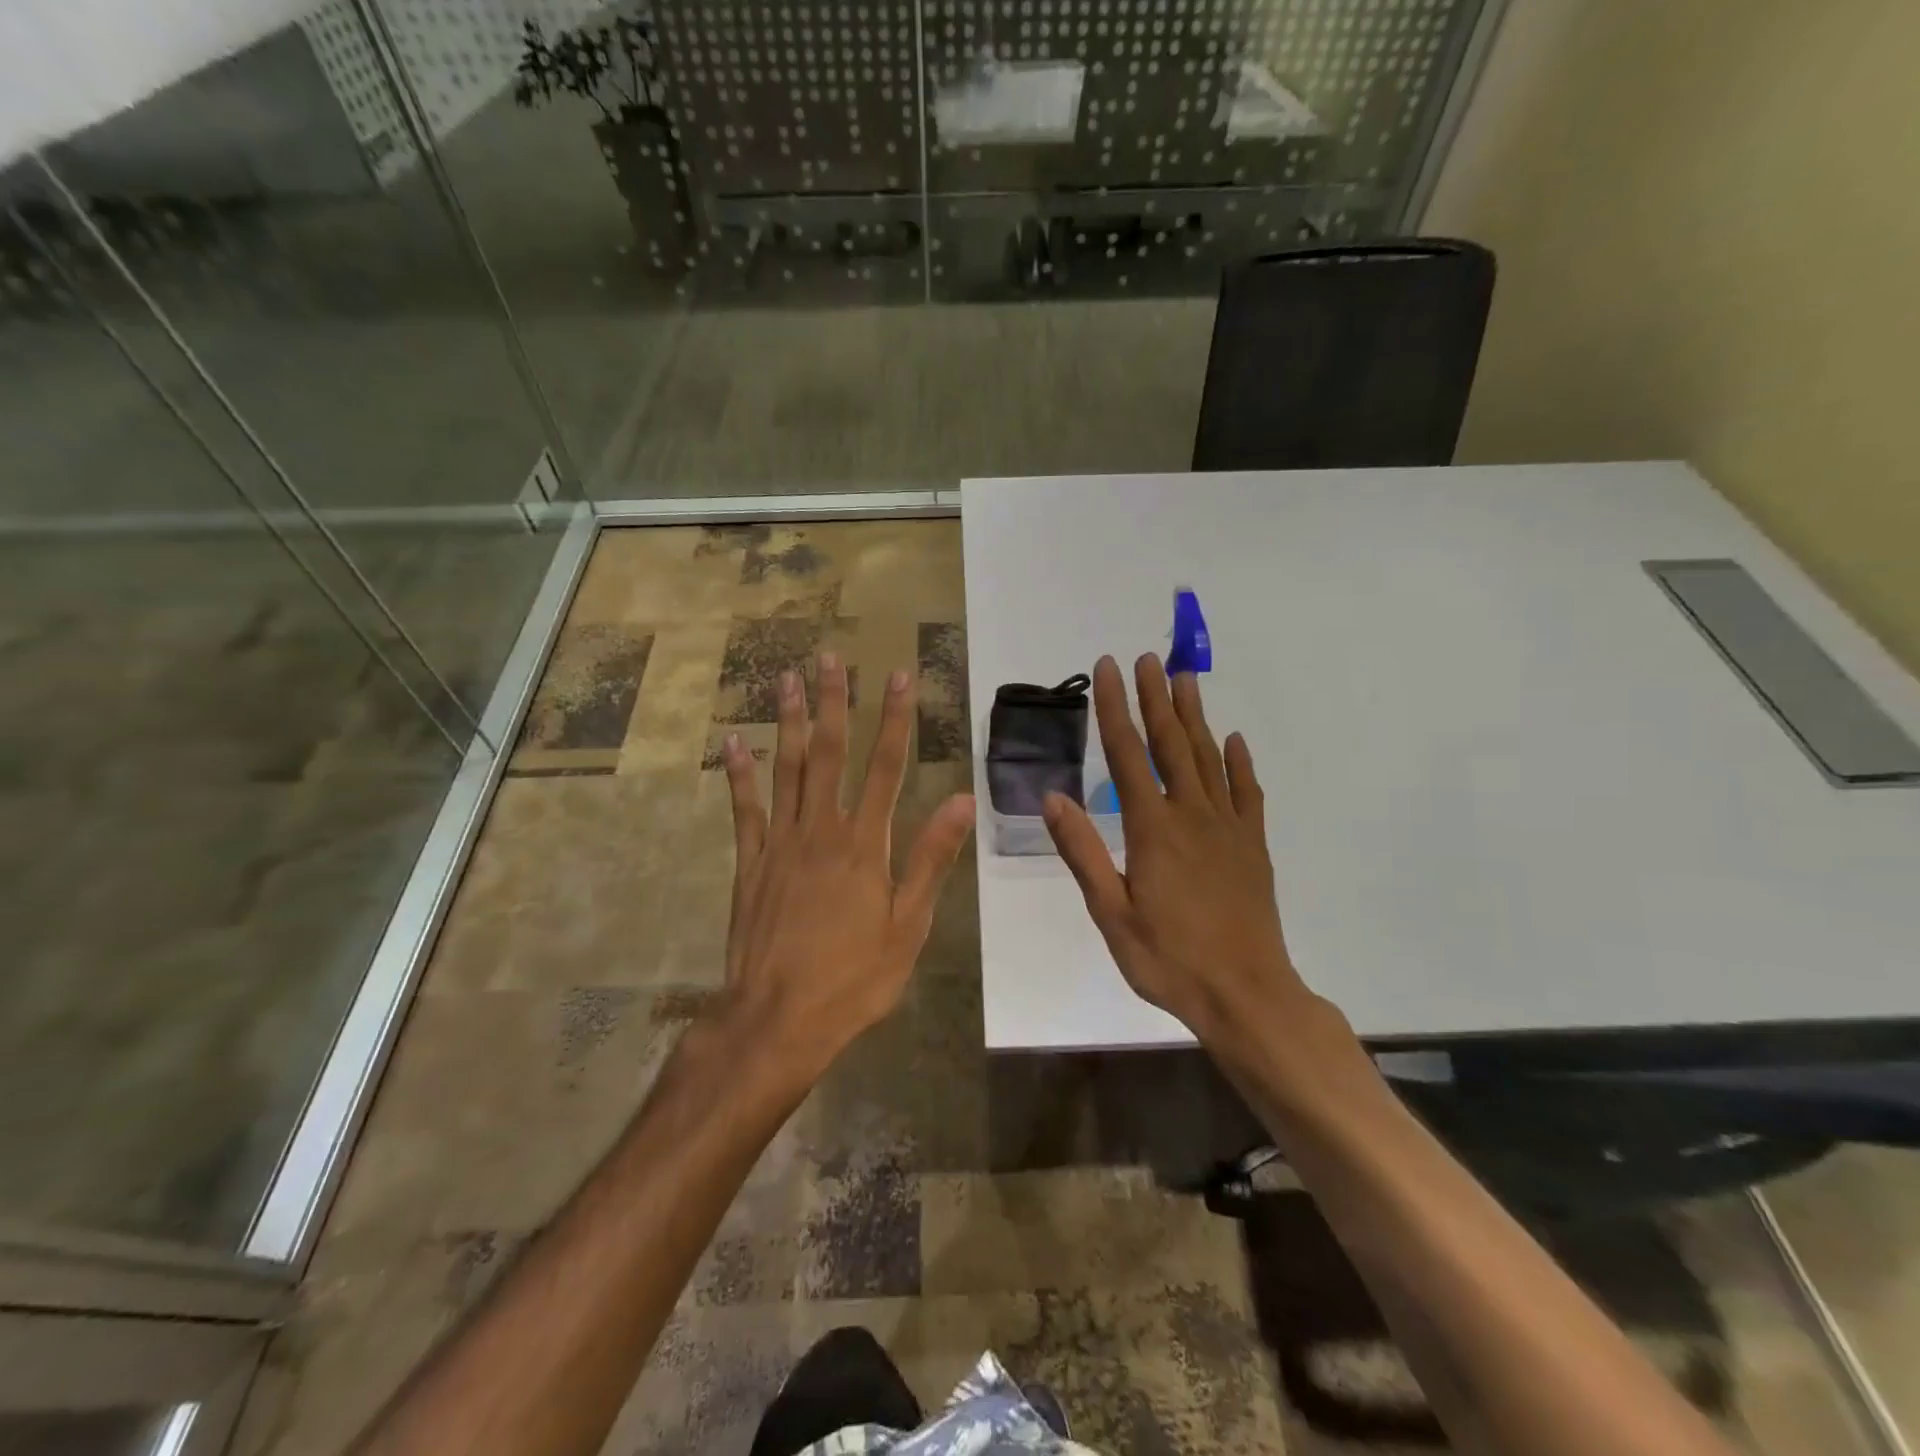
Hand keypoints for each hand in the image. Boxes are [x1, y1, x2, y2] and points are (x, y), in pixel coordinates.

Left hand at [720, 651, 974, 1074]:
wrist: (779, 1019)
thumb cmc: (854, 977)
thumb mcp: (909, 925)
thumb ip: (931, 859)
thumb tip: (963, 800)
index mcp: (866, 845)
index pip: (887, 767)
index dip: (895, 719)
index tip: (898, 676)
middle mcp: (822, 830)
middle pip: (830, 754)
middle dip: (834, 702)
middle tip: (829, 657)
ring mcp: (780, 843)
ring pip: (787, 769)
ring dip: (789, 721)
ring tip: (787, 678)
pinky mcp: (750, 863)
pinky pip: (744, 809)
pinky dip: (740, 773)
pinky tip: (735, 741)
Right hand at [1043, 654, 1314, 1051]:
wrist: (1246, 994)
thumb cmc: (1168, 959)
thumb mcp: (1111, 913)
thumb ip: (1083, 852)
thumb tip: (1053, 797)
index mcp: (1153, 828)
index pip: (1127, 754)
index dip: (1115, 708)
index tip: (1109, 668)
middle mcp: (1192, 814)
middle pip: (1171, 743)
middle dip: (1156, 698)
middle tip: (1148, 658)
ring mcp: (1228, 827)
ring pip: (1209, 758)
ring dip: (1195, 716)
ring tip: (1185, 679)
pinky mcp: (1253, 846)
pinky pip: (1247, 792)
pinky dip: (1239, 763)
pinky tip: (1234, 741)